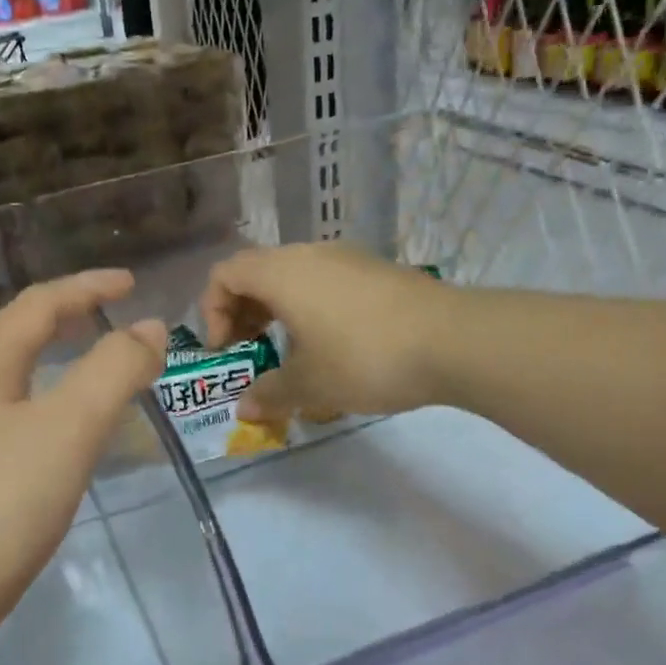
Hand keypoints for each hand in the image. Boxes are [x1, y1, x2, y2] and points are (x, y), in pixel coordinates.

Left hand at [0, 270, 165, 650]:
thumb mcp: (67, 429)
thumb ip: (113, 372)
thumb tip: (150, 327)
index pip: (38, 305)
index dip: (87, 288)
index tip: (132, 285)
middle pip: (3, 334)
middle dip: (54, 317)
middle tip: (98, 322)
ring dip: (38, 363)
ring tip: (79, 376)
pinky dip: (29, 410)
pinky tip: (44, 445)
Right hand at [199, 244, 448, 422]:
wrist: (452, 340)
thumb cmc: (364, 358)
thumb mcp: (310, 385)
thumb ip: (269, 394)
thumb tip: (245, 410)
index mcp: (282, 273)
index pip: (225, 273)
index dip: (213, 310)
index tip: (226, 349)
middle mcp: (310, 254)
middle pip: (258, 271)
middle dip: (243, 310)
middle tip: (249, 348)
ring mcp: (348, 258)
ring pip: (294, 275)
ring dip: (278, 309)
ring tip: (290, 349)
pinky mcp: (377, 270)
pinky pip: (326, 281)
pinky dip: (311, 306)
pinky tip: (332, 344)